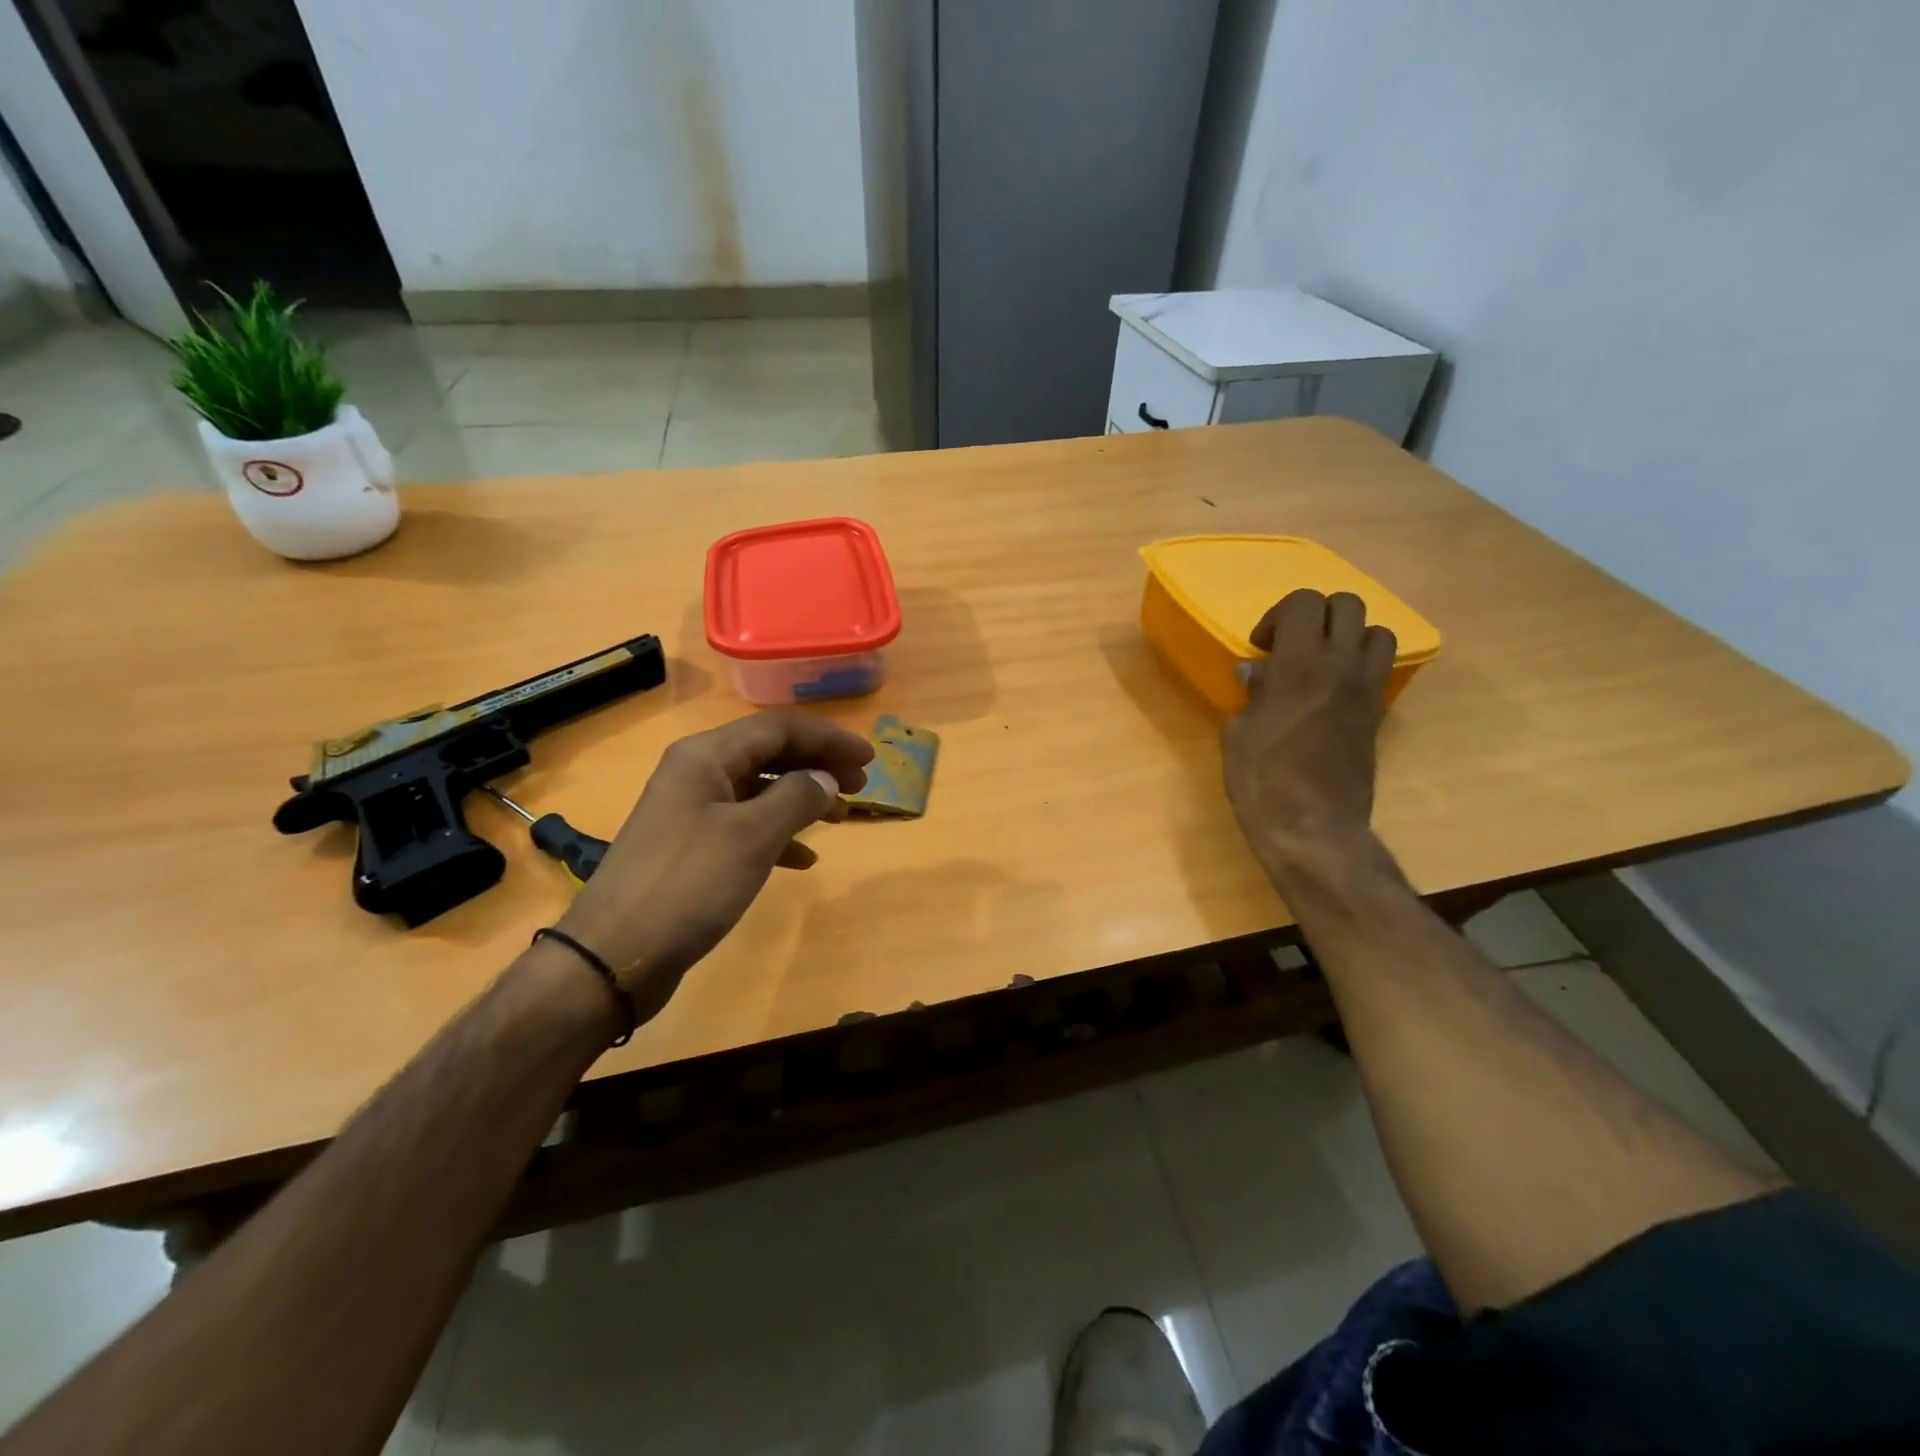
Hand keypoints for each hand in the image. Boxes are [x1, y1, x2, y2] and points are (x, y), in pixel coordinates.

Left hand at [555, 710, 873, 1017]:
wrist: (614, 956)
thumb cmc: (689, 885)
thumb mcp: (751, 836)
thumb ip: (796, 798)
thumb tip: (826, 777)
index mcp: (706, 757)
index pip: (778, 728)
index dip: (828, 738)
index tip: (869, 759)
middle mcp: (697, 774)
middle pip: (769, 754)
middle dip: (818, 764)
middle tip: (860, 785)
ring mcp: (691, 812)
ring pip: (760, 790)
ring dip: (802, 798)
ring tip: (840, 817)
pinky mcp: (691, 848)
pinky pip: (745, 826)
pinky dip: (778, 834)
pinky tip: (804, 858)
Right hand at [1222, 590, 1395, 884]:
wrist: (1313, 827)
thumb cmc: (1263, 780)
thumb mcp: (1239, 734)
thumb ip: (1252, 694)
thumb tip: (1255, 672)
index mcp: (1300, 664)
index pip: (1305, 603)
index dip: (1280, 615)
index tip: (1262, 646)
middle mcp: (1341, 666)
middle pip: (1347, 605)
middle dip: (1317, 615)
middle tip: (1292, 645)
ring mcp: (1366, 690)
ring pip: (1377, 632)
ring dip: (1348, 637)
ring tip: (1321, 663)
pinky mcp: (1377, 714)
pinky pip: (1379, 669)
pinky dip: (1359, 666)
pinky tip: (1331, 692)